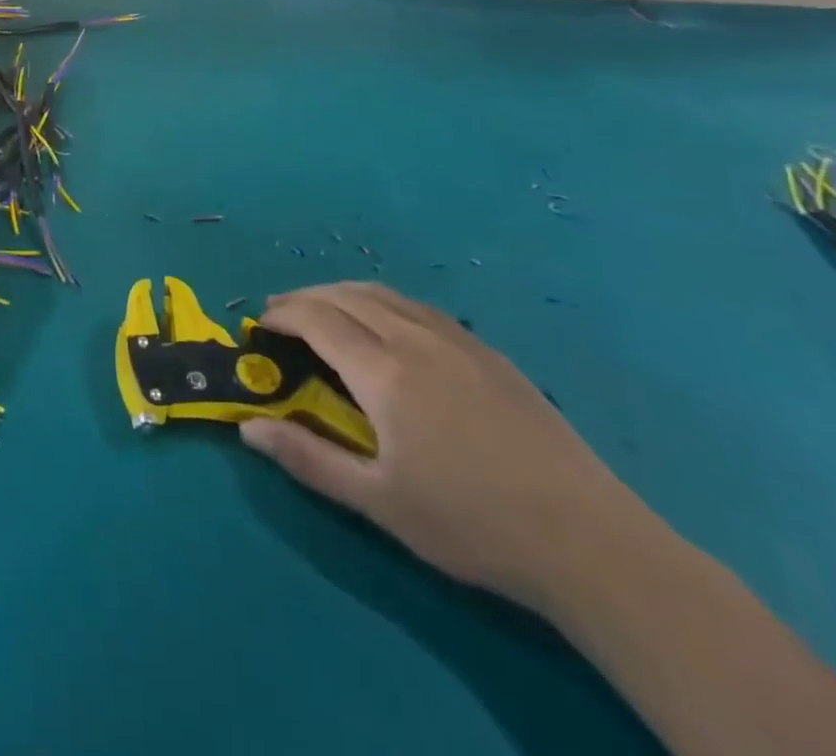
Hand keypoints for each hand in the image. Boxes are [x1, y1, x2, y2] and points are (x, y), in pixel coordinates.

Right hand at [240, 282, 650, 611]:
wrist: (588, 541)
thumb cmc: (470, 524)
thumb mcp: (378, 501)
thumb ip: (308, 459)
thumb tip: (247, 428)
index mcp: (385, 371)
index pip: (318, 319)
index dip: (282, 315)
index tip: (259, 327)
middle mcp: (416, 339)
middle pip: (347, 296)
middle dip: (305, 298)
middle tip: (280, 314)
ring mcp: (459, 341)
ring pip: (386, 295)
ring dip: (343, 293)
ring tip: (323, 309)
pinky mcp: (490, 353)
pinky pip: (420, 308)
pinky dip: (384, 302)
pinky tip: (387, 326)